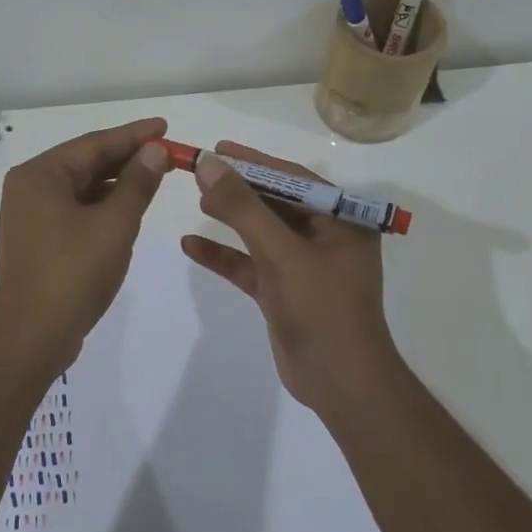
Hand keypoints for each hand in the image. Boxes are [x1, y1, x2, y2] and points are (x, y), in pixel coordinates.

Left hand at [0, 118, 170, 369]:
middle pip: (86, 163)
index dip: (133, 135)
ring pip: (82, 188)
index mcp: (40, 175)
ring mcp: (31, 215)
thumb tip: (155, 150)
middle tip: (167, 153)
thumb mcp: (114, 224)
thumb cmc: (73, 273)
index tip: (165, 126)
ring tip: (155, 177)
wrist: (31, 337)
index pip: (94, 143)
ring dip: (117, 183)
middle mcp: (30, 188)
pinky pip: (76, 209)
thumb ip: (137, 183)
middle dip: (127, 159)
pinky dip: (103, 206)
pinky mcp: (39, 239)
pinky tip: (129, 208)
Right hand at [181, 141, 403, 411]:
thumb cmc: (321, 308)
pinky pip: (250, 264)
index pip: (293, 178)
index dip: (254, 161)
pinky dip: (224, 255)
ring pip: (261, 232)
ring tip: (196, 200)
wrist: (340, 383)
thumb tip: (210, 164)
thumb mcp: (280, 252)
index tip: (218, 149)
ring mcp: (304, 266)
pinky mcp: (284, 291)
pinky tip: (191, 246)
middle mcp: (325, 237)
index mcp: (341, 220)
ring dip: (230, 218)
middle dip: (238, 188)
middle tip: (200, 172)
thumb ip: (243, 207)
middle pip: (275, 202)